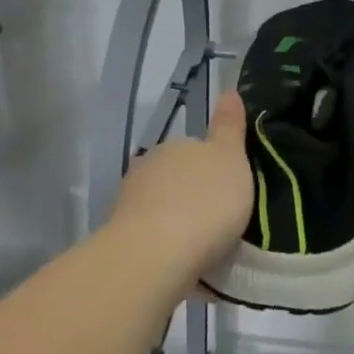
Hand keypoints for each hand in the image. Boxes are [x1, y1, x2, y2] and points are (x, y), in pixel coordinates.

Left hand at [108, 90, 253, 288]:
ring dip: (179, 220)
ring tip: (205, 247)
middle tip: (222, 219)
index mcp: (176, 145)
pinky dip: (167, 245)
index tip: (231, 190)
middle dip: (195, 193)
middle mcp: (148, 167)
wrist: (155, 256)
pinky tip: (184, 263)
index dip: (215, 167)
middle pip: (178, 177)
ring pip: (162, 206)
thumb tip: (229, 90)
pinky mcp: (122, 238)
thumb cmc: (204, 202)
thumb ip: (229, 127)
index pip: (197, 148)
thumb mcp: (230, 158)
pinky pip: (153, 236)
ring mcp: (130, 203)